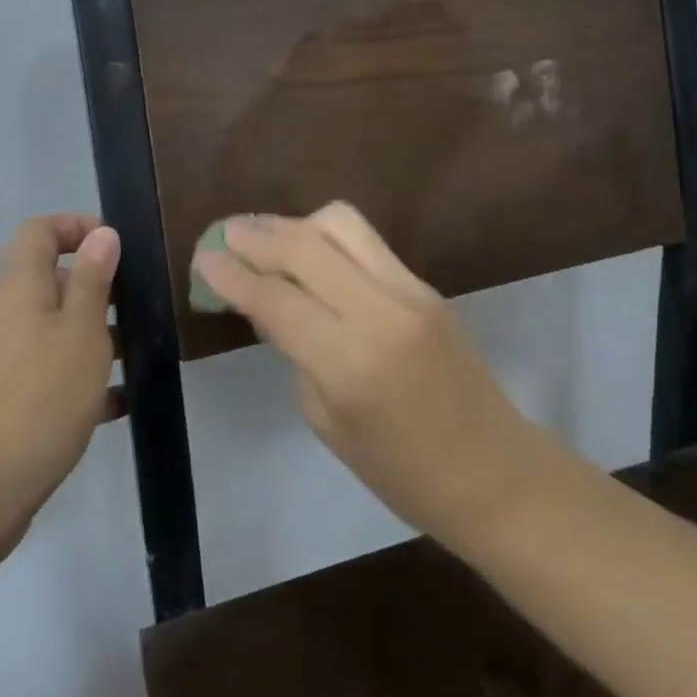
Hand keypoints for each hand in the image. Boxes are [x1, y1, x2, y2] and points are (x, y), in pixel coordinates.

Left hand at [0, 214, 120, 574]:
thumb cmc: (36, 399)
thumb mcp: (80, 333)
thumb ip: (93, 281)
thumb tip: (102, 234)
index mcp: (20, 288)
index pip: (40, 232)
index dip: (76, 226)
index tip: (118, 247)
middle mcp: (8, 318)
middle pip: (54, 283)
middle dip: (101, 290)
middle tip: (146, 307)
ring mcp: (5, 363)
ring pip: (59, 332)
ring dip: (100, 338)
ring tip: (145, 354)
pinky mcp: (10, 404)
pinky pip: (54, 376)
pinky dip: (86, 382)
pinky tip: (124, 403)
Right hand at [191, 203, 558, 552]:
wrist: (493, 471)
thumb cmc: (401, 472)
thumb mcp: (328, 421)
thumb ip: (295, 352)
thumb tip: (266, 302)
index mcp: (350, 362)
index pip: (277, 298)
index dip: (232, 276)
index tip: (203, 260)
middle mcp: (381, 311)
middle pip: (307, 244)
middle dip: (257, 235)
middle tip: (224, 236)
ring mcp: (410, 290)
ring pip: (342, 224)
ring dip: (295, 224)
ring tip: (266, 239)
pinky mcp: (427, 284)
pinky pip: (367, 243)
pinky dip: (327, 239)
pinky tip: (309, 256)